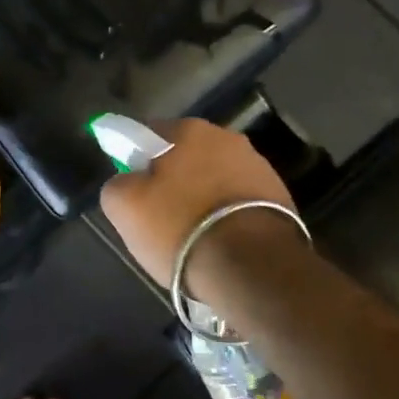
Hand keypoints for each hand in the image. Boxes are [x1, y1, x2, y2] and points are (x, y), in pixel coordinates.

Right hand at [99, 118, 305, 294]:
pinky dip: (227, 217)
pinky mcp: (282, 200)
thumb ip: (117, 183)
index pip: (150, 134)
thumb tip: (127, 182)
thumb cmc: (180, 226)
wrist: (252, 268)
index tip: (133, 189)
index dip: (136, 160)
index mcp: (190, 130)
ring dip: (203, 197)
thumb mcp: (124, 206)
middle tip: (159, 214)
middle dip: (174, 179)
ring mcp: (260, 168)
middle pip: (186, 156)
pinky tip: (219, 243)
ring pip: (215, 179)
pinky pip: (239, 203)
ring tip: (192, 235)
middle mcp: (228, 138)